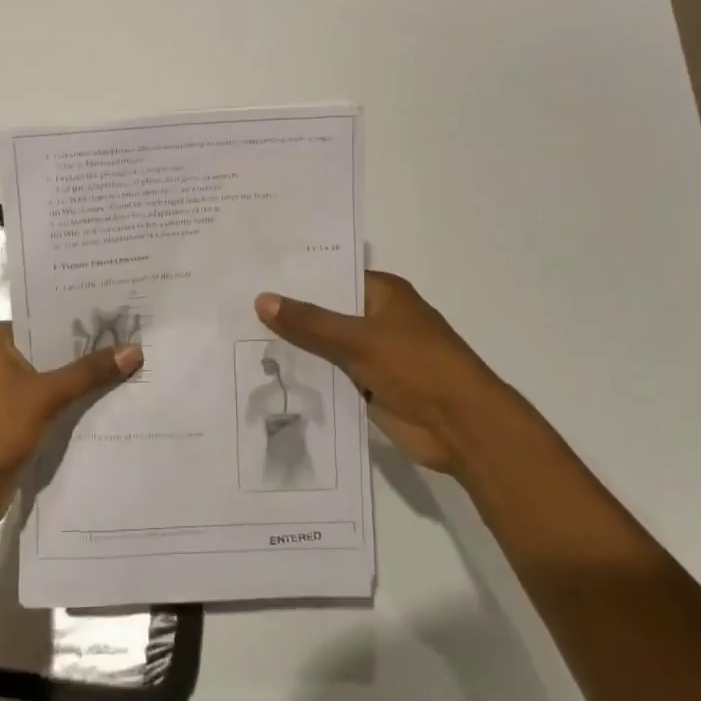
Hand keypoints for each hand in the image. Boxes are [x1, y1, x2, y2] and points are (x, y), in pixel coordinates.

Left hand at [0, 321, 141, 528]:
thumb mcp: (44, 395)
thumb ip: (89, 372)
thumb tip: (135, 349)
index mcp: (1, 340)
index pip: (50, 317)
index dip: (86, 316)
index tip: (125, 311)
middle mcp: (5, 360)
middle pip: (57, 349)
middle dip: (93, 350)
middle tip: (140, 338)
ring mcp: (12, 393)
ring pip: (59, 379)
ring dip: (89, 380)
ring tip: (138, 366)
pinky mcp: (21, 422)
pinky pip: (57, 406)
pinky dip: (79, 404)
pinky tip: (116, 401)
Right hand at [256, 271, 511, 471]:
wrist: (462, 427)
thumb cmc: (417, 366)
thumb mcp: (359, 339)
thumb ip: (310, 322)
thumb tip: (261, 299)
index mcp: (383, 293)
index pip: (333, 276)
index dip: (298, 276)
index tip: (255, 273)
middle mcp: (378, 318)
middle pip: (326, 312)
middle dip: (290, 313)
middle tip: (237, 305)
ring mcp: (374, 354)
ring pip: (326, 346)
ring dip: (296, 348)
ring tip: (240, 337)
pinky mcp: (370, 387)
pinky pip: (331, 376)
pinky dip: (309, 376)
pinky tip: (268, 374)